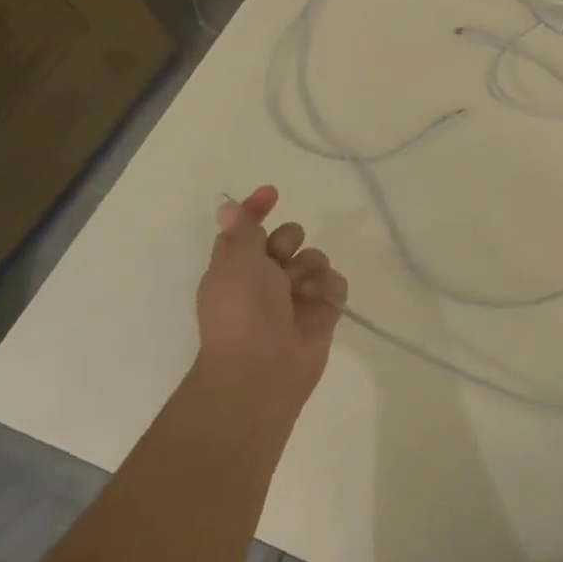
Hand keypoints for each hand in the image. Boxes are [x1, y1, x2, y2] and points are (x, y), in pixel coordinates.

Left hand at [195, 185, 346, 412]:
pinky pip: (335, 282)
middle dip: (290, 240)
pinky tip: (320, 302)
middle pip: (288, 237)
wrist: (263, 368)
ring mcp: (296, 296)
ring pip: (315, 258)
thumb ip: (242, 230)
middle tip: (281, 257)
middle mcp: (266, 278)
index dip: (257, 208)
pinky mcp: (322, 312)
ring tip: (300, 290)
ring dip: (309, 267)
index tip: (273, 193)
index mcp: (237, 266)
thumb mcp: (236, 262)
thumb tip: (227, 207)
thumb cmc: (242, 310)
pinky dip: (328, 289)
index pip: (248, 228)